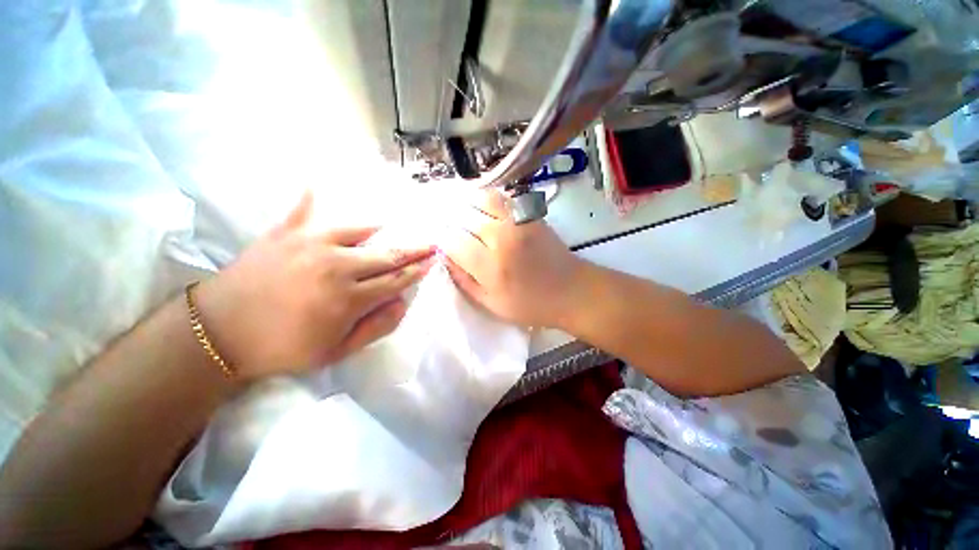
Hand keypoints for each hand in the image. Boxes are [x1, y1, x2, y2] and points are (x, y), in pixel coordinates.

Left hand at [193, 192, 434, 380]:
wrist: (220, 333)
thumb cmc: (283, 347)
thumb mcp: (336, 351)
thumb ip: (376, 327)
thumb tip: (402, 302)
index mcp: (349, 298)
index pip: (395, 279)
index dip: (417, 270)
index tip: (432, 261)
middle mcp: (336, 265)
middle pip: (386, 255)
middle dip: (412, 250)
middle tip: (430, 244)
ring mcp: (310, 244)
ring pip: (357, 231)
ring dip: (378, 232)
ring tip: (391, 228)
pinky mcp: (284, 233)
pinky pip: (303, 210)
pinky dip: (311, 198)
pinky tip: (315, 182)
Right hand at [444, 191, 585, 328]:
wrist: (572, 290)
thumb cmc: (531, 304)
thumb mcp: (492, 304)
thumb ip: (464, 281)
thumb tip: (445, 258)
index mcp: (490, 266)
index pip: (453, 242)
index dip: (443, 241)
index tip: (443, 246)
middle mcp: (501, 238)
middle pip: (464, 218)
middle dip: (452, 223)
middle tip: (451, 230)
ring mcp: (517, 222)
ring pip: (481, 200)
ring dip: (467, 205)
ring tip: (463, 214)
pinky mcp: (529, 215)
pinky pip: (501, 198)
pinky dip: (486, 199)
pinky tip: (482, 208)